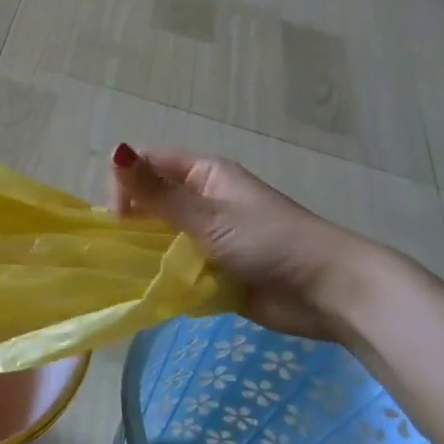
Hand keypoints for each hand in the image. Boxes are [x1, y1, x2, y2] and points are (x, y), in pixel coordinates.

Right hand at [109, 144, 392, 342]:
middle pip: (152, 201)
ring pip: (161, 236)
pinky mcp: (215, 270)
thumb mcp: (206, 216)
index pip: (148, 165)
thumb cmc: (268, 242)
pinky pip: (178, 267)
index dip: (126, 183)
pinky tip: (154, 289)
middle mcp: (204, 200)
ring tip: (135, 271)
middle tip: (126, 248)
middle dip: (134, 222)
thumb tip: (114, 151)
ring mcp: (210, 236)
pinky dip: (165, 276)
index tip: (119, 218)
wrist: (329, 292)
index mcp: (205, 174)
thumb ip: (156, 192)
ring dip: (148, 252)